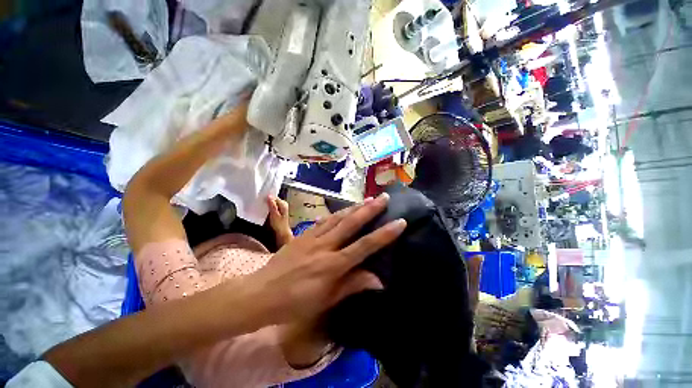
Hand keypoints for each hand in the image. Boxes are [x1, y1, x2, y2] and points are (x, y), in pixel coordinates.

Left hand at [252, 193, 405, 323]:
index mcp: (332, 265)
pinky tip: (343, 209)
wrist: (260, 293)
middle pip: (351, 223)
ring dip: (354, 207)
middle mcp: (324, 246)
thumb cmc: (295, 303)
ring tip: (368, 199)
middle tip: (384, 198)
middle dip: (370, 209)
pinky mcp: (302, 234)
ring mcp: (312, 237)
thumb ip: (352, 285)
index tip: (399, 222)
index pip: (364, 245)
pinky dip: (335, 213)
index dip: (384, 234)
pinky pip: (323, 220)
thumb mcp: (325, 300)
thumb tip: (379, 280)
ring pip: (337, 217)